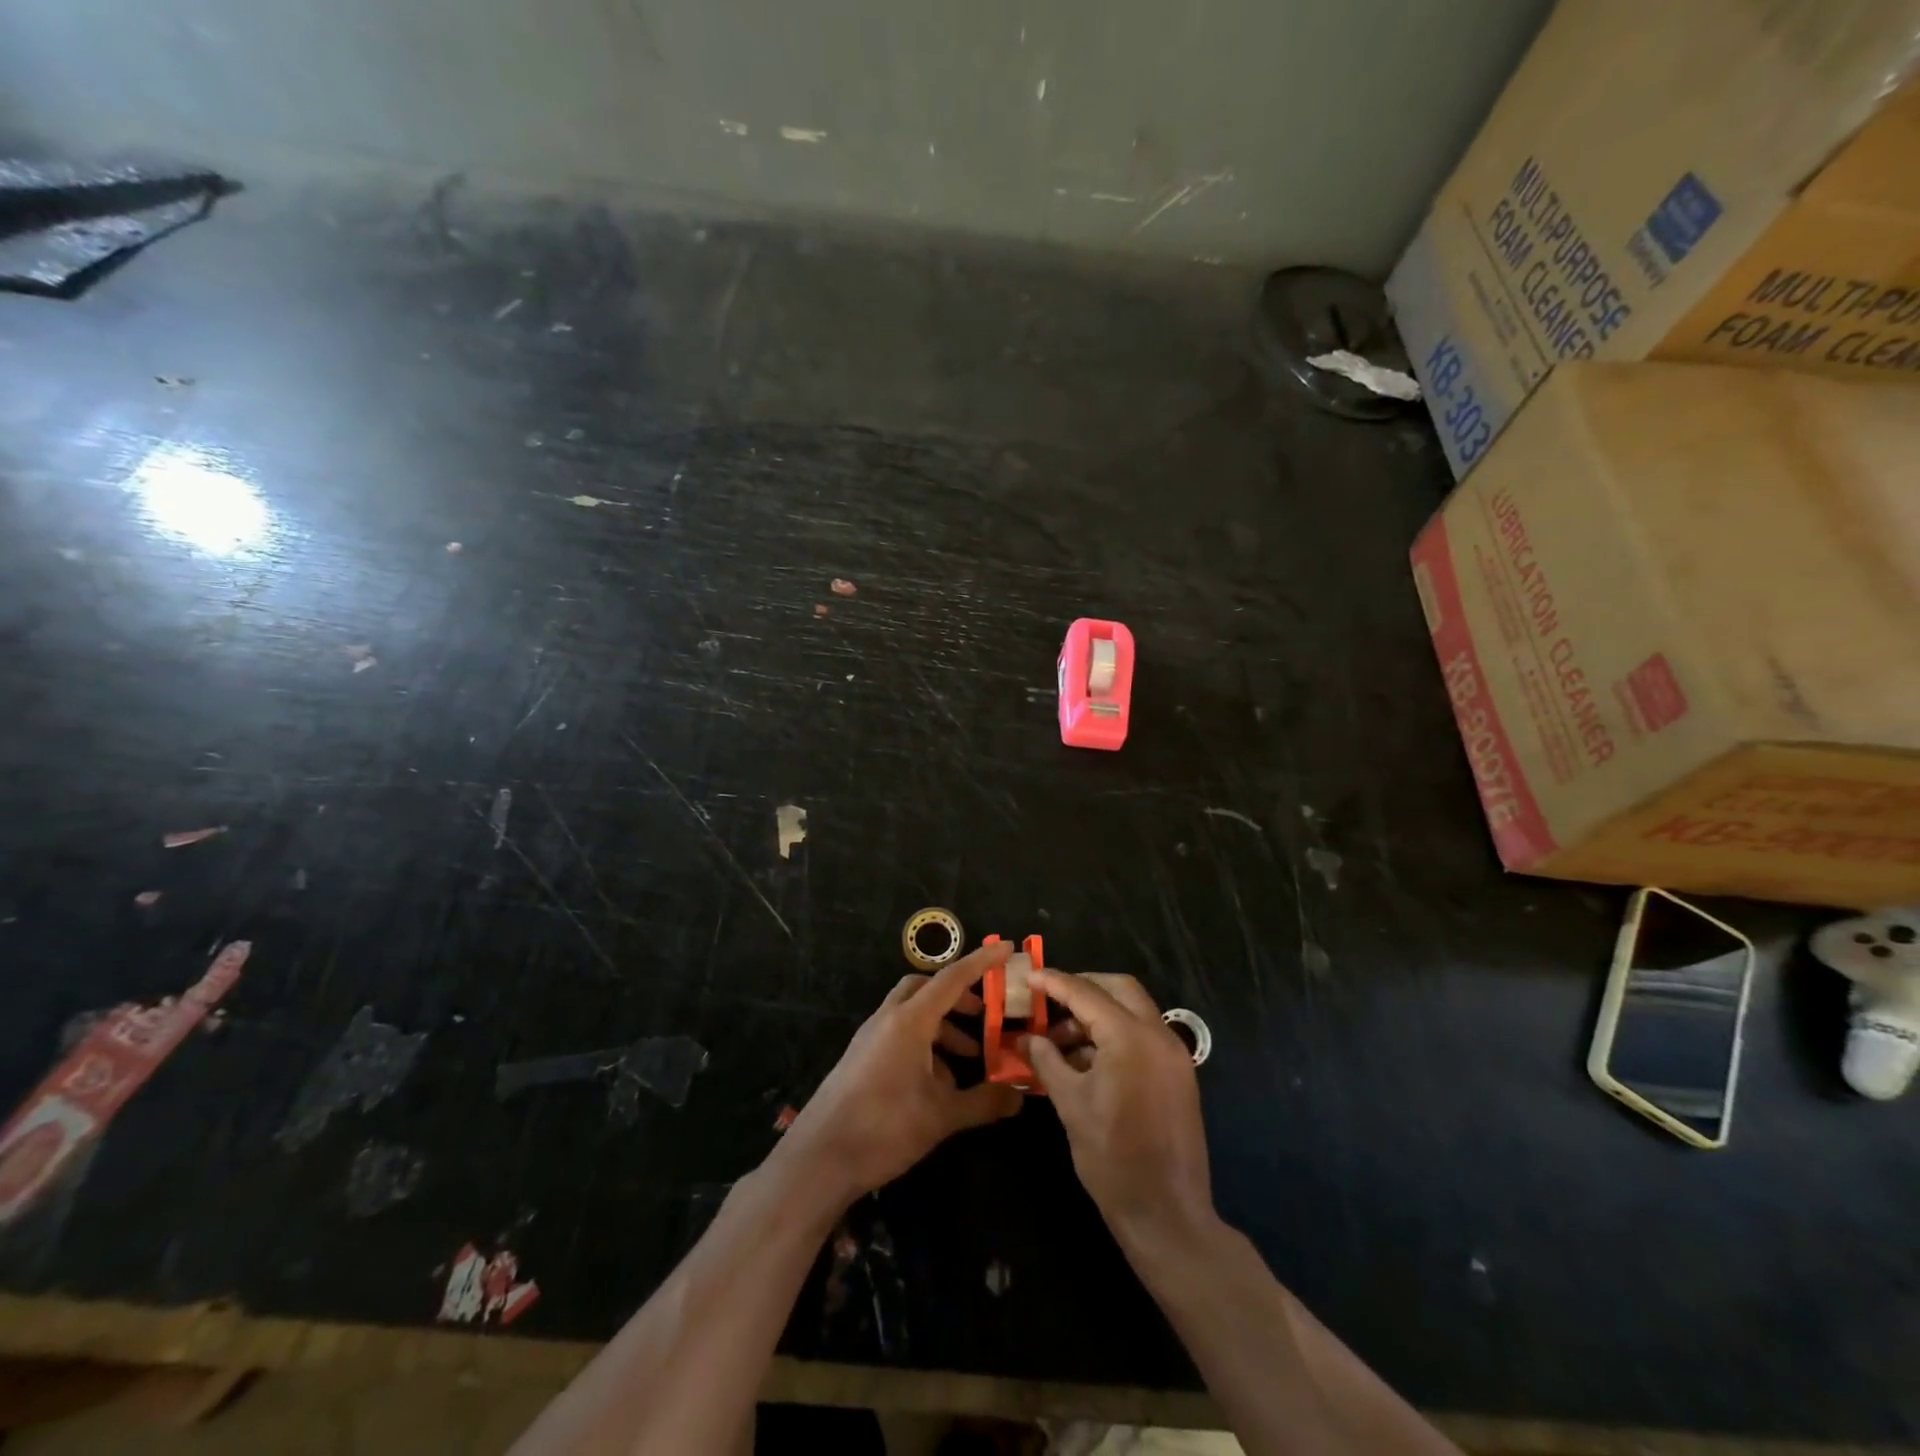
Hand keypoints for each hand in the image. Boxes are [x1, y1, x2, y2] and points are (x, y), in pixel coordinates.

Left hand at [779, 941, 1023, 1206]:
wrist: (819, 1158)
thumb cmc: (885, 1127)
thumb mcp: (942, 1116)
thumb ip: (983, 1102)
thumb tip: (1018, 1097)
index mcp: (910, 1020)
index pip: (952, 978)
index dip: (981, 962)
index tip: (1006, 948)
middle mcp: (889, 1019)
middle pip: (926, 987)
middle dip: (957, 995)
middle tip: (982, 1014)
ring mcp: (870, 1038)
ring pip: (912, 1013)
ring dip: (941, 1026)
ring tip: (968, 1059)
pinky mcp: (861, 1058)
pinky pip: (898, 1035)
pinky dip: (923, 1044)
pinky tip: (937, 1085)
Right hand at [1024, 970, 1213, 1247]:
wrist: (1167, 1214)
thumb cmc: (1112, 1158)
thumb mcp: (1070, 1104)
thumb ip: (1047, 1061)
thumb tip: (1024, 1038)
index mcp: (1131, 1037)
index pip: (1086, 994)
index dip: (1055, 982)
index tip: (1029, 975)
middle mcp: (1158, 1035)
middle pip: (1119, 989)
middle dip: (1083, 987)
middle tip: (1049, 998)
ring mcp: (1174, 1055)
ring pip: (1133, 1011)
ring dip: (1098, 1014)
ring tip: (1059, 1039)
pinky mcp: (1178, 1074)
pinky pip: (1143, 1036)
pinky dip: (1115, 1035)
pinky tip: (1086, 1059)